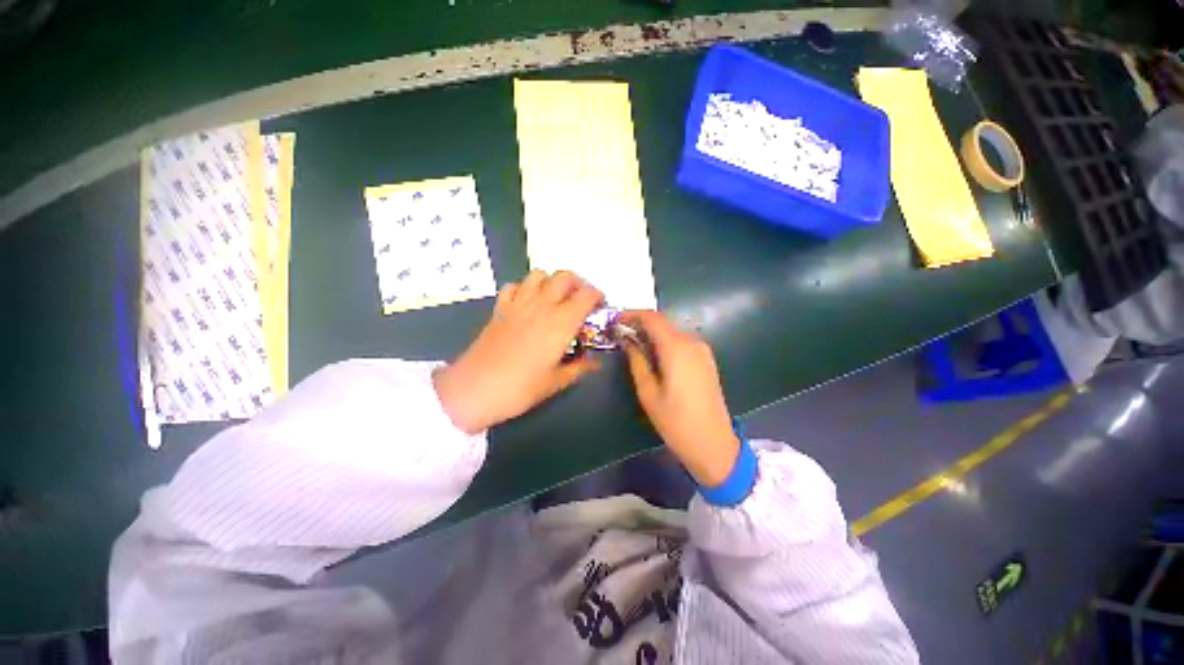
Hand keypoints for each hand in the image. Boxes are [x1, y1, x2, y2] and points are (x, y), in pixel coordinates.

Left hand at [433, 270, 603, 433]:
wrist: (474, 389)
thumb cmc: (520, 389)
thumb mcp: (555, 382)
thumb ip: (579, 367)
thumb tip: (596, 363)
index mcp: (561, 323)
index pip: (586, 295)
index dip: (597, 297)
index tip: (599, 308)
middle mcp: (542, 306)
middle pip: (565, 277)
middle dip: (578, 283)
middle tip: (581, 301)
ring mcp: (518, 304)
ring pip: (539, 275)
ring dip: (552, 282)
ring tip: (556, 299)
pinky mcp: (500, 308)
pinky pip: (514, 286)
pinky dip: (525, 288)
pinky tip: (528, 303)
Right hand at [622, 311, 739, 487]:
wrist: (713, 443)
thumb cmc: (676, 421)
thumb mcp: (648, 392)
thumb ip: (636, 360)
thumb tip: (626, 340)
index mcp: (676, 348)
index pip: (652, 318)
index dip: (631, 314)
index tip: (615, 320)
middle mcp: (692, 342)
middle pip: (662, 322)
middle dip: (640, 324)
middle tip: (621, 334)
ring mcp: (702, 350)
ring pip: (671, 332)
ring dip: (652, 333)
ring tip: (633, 345)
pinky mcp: (706, 359)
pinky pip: (681, 342)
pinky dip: (665, 342)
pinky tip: (654, 355)